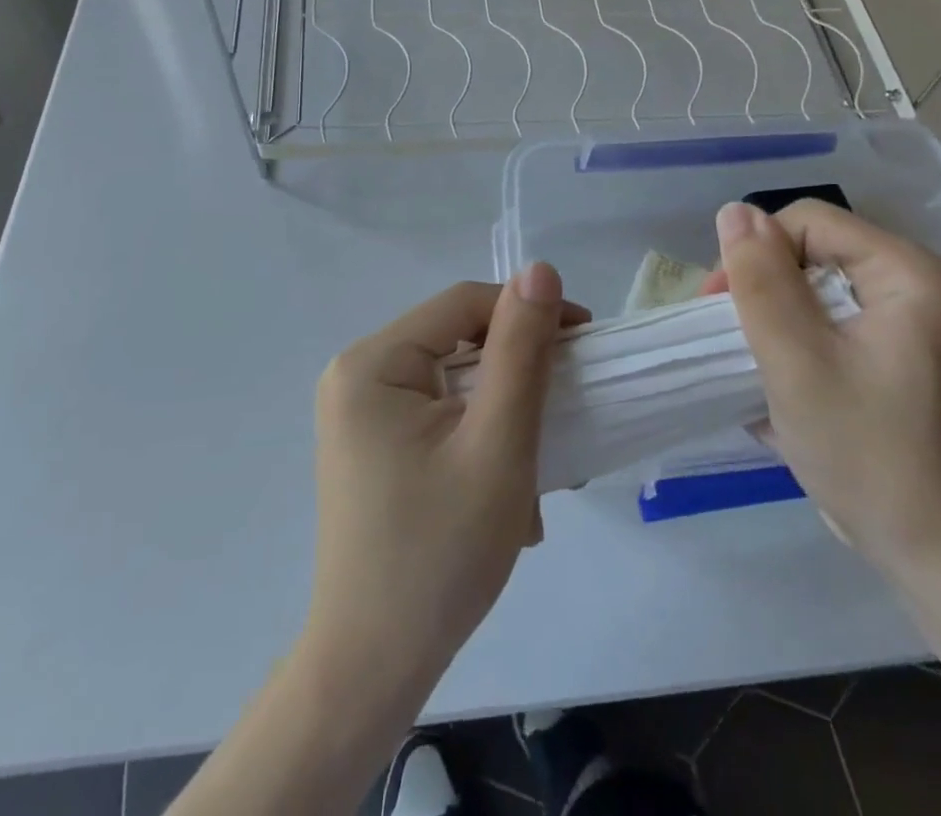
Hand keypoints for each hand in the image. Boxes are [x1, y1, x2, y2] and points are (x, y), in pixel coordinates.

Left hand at [303, 266, 587, 693]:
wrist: (371, 671)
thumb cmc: (439, 553)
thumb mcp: (497, 443)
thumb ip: (521, 350)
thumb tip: (539, 269)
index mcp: (373, 362)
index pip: (465, 303)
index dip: (529, 313)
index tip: (584, 346)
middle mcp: (357, 375)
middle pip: (458, 342)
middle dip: (518, 378)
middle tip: (564, 418)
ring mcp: (361, 415)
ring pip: (455, 382)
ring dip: (505, 417)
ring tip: (535, 474)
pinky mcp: (373, 447)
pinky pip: (440, 416)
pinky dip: (479, 440)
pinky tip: (503, 498)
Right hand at [710, 200, 940, 576]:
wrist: (932, 552)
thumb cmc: (866, 452)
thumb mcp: (797, 361)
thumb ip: (761, 281)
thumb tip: (733, 210)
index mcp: (906, 271)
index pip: (807, 223)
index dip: (755, 253)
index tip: (721, 308)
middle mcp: (911, 283)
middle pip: (810, 252)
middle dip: (762, 291)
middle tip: (734, 342)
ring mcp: (903, 320)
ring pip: (811, 288)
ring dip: (772, 322)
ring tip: (753, 367)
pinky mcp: (890, 352)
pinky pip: (825, 321)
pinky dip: (793, 343)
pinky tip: (779, 385)